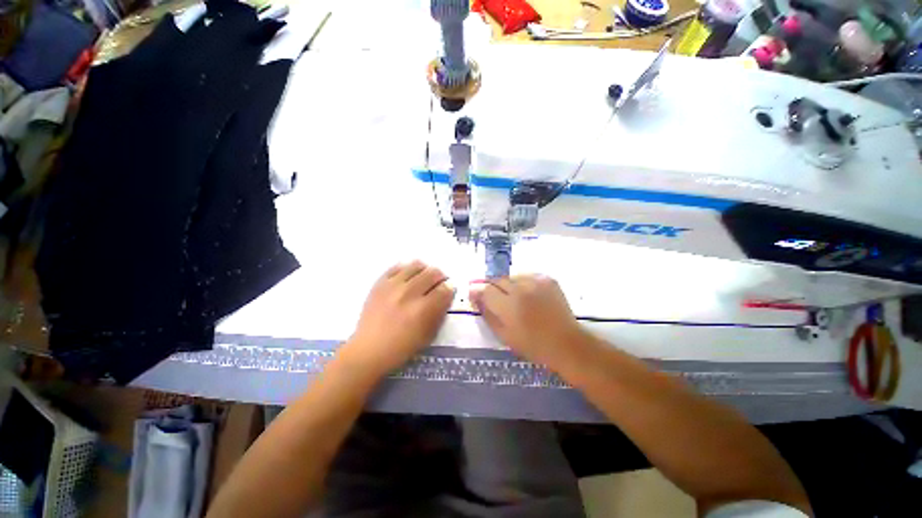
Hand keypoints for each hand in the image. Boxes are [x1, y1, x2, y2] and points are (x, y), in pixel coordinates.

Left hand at [340, 261, 453, 377]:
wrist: (369, 350)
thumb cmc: (402, 347)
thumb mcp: (428, 335)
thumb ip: (440, 312)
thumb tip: (446, 293)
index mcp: (423, 309)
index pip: (444, 289)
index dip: (449, 288)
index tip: (448, 290)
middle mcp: (409, 293)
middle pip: (432, 273)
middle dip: (440, 277)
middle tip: (438, 283)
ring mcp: (393, 286)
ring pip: (416, 266)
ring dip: (425, 270)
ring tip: (424, 277)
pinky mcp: (380, 283)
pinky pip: (397, 267)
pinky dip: (406, 269)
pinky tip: (408, 276)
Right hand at [470, 275, 585, 365]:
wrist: (566, 343)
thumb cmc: (532, 345)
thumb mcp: (503, 334)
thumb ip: (486, 313)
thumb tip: (475, 296)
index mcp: (509, 306)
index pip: (485, 289)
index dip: (478, 291)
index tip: (476, 296)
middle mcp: (521, 288)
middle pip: (497, 280)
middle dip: (493, 289)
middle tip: (498, 301)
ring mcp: (536, 281)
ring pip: (511, 277)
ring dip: (508, 286)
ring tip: (515, 299)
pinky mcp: (547, 279)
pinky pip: (526, 276)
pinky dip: (523, 284)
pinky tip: (528, 296)